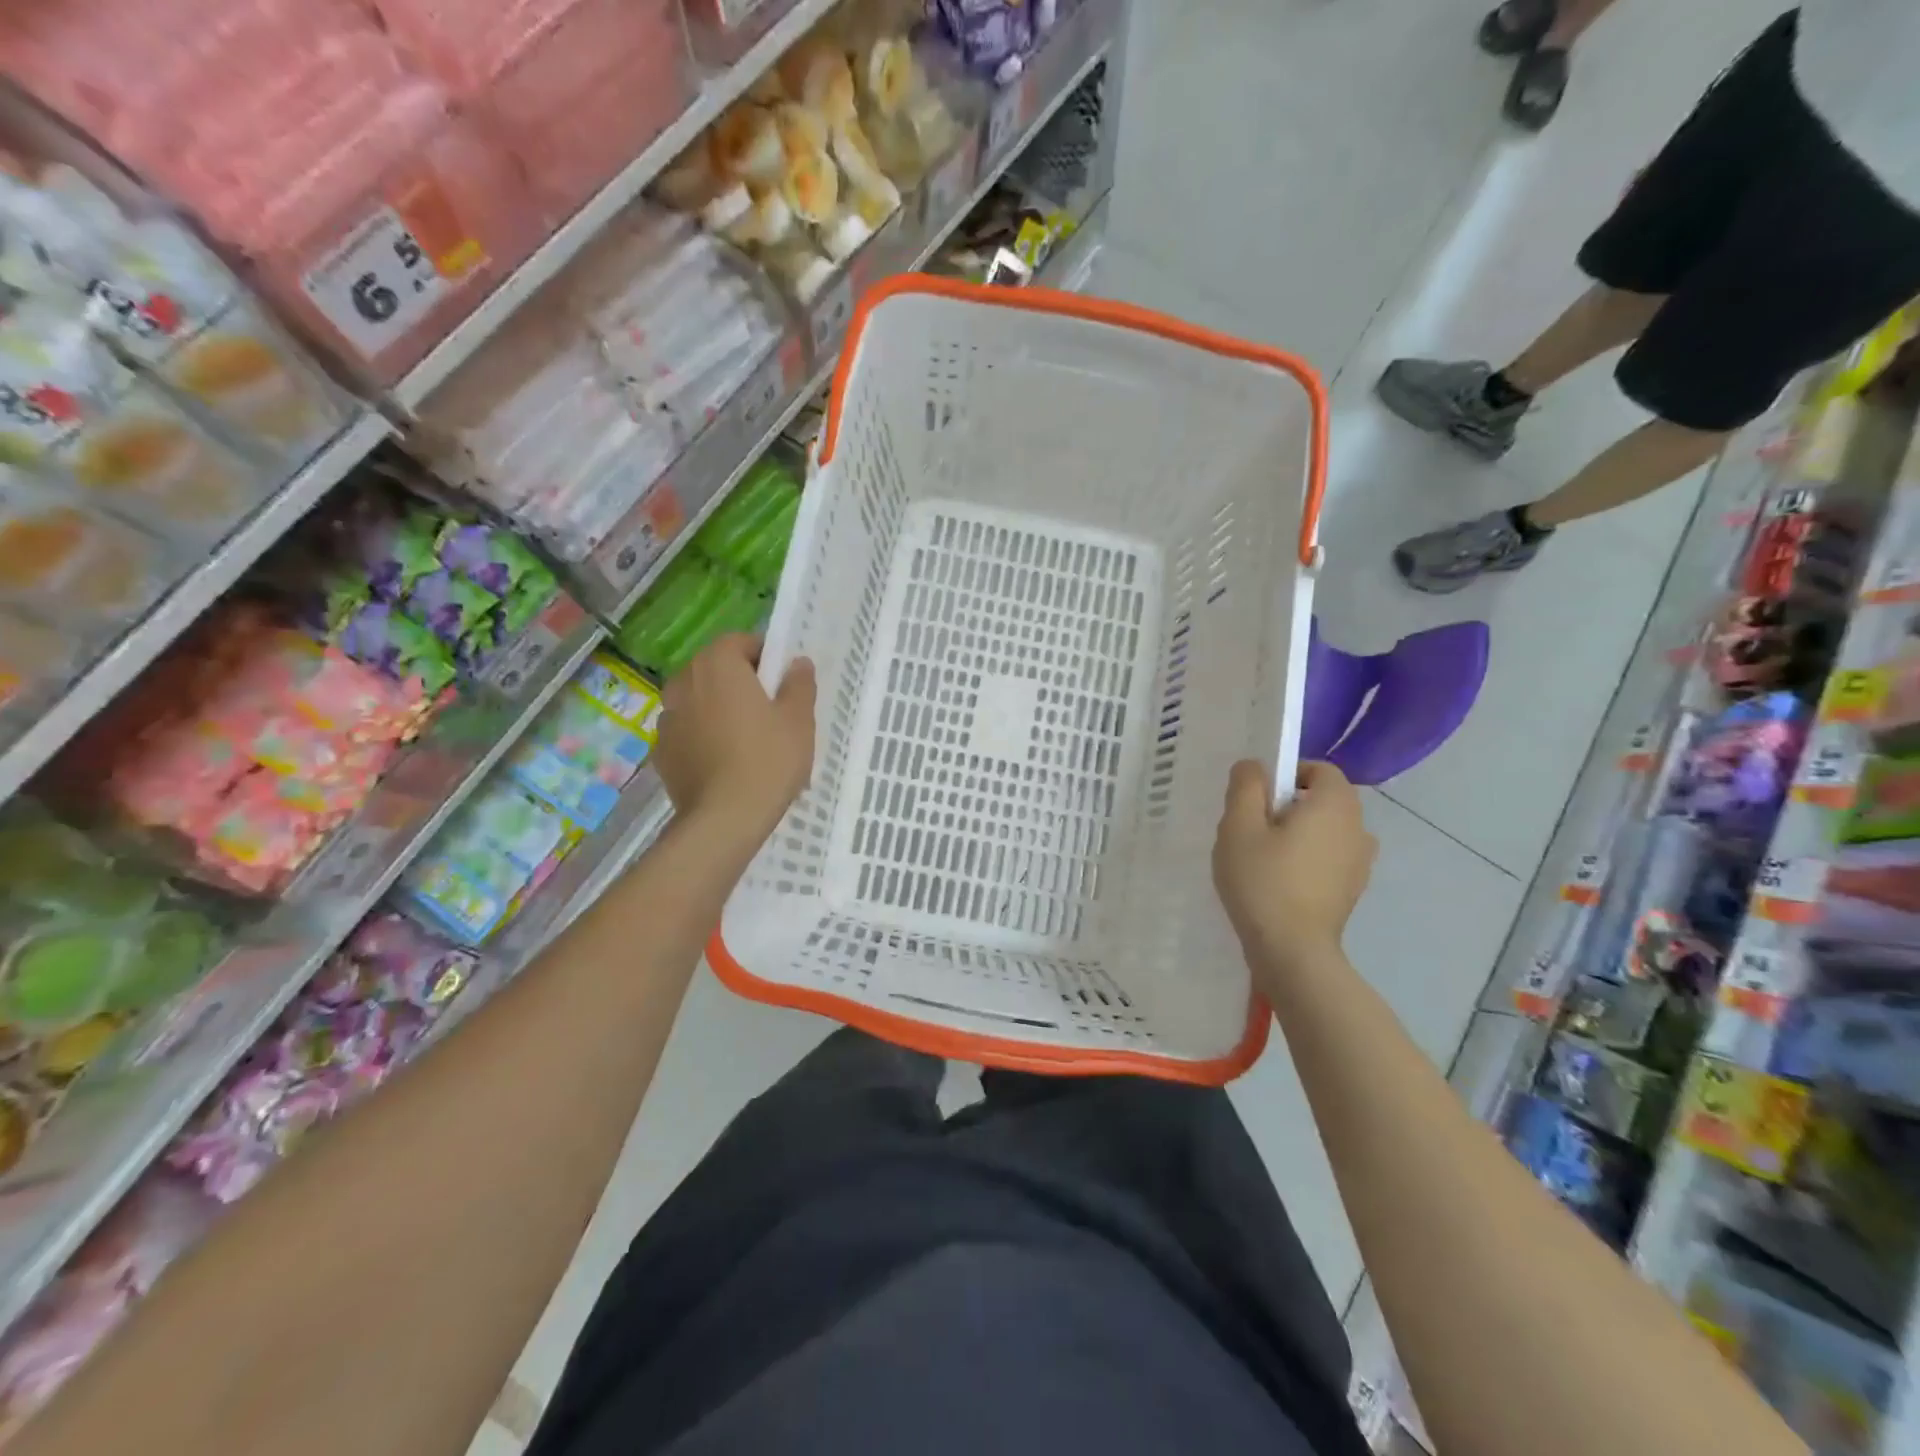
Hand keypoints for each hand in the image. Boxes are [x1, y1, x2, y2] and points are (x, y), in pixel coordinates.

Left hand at [654, 635, 815, 841]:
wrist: (724, 819)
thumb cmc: (768, 760)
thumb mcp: (798, 720)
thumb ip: (799, 684)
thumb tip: (797, 663)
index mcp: (717, 665)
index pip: (739, 641)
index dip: (763, 656)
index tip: (782, 681)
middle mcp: (684, 682)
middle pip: (714, 669)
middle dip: (739, 681)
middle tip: (768, 710)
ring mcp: (667, 717)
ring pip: (698, 700)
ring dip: (718, 708)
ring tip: (745, 739)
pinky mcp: (661, 750)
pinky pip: (688, 731)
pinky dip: (703, 736)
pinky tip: (724, 762)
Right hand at [1213, 760, 1376, 973]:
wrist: (1292, 950)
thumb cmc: (1263, 880)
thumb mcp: (1239, 826)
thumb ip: (1246, 786)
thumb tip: (1254, 766)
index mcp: (1336, 804)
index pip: (1319, 769)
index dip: (1287, 774)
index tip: (1257, 798)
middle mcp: (1358, 827)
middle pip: (1324, 799)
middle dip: (1289, 805)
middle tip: (1252, 829)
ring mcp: (1361, 862)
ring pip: (1326, 830)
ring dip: (1299, 833)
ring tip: (1263, 857)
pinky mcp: (1352, 889)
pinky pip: (1329, 857)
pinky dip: (1308, 859)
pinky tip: (1279, 881)